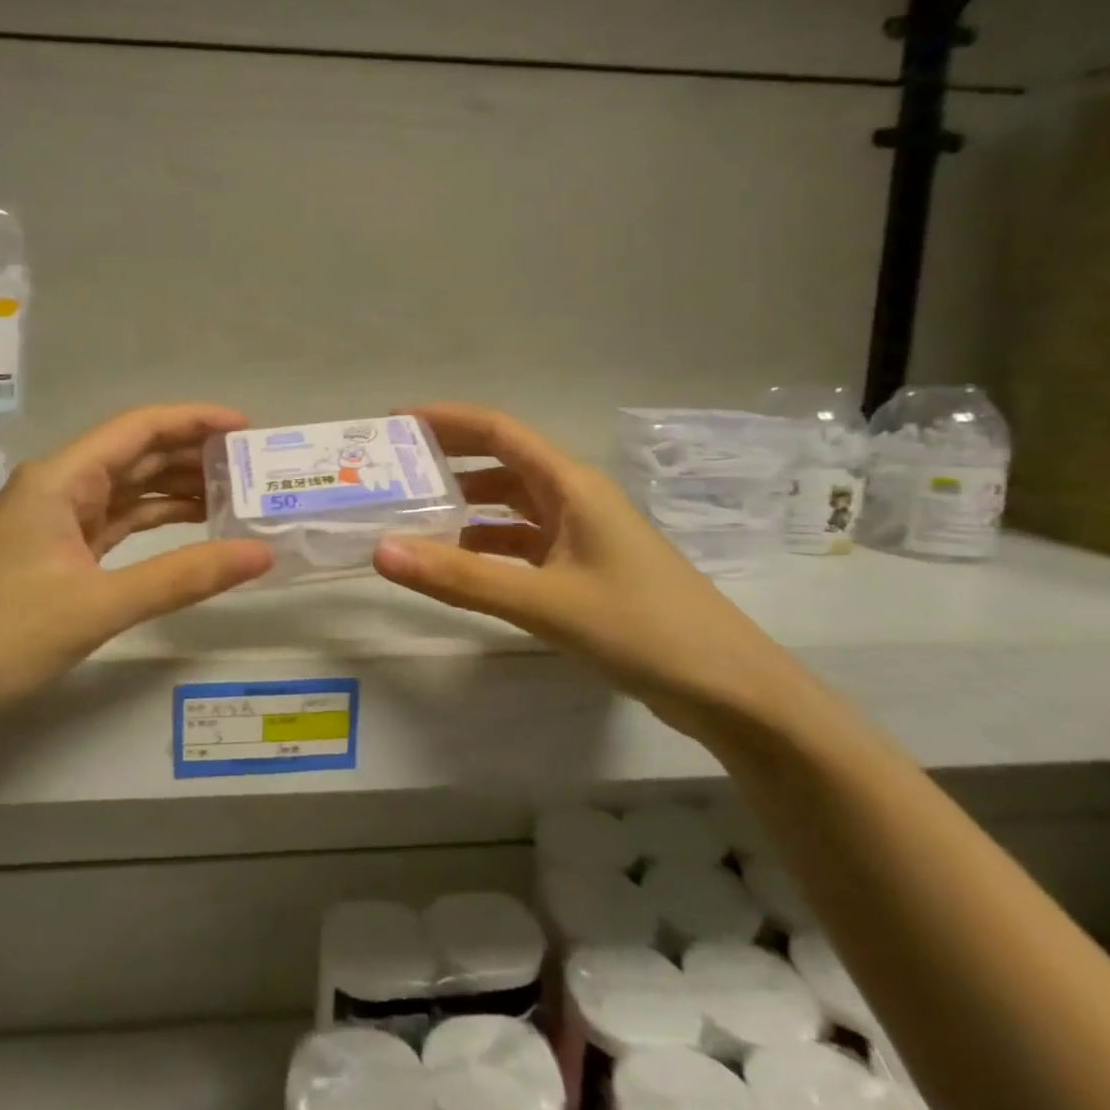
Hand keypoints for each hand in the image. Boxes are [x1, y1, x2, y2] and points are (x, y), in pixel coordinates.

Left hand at [0, 403, 273, 740]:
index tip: (248, 429)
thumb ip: (182, 577)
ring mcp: (59, 521)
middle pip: (140, 454)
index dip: (196, 420)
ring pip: (132, 490)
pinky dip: (160, 523)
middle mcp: (62, 487)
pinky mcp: (61, 553)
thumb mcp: (97, 605)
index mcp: (63, 478)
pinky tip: (196, 528)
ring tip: (239, 496)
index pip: (140, 428)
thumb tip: (262, 554)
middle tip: (255, 469)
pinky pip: (121, 523)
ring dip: (181, 489)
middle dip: (196, 455)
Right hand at [372, 403, 794, 733]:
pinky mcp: (585, 571)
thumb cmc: (641, 629)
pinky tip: (458, 565)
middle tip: (391, 473)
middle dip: (447, 462)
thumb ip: (461, 578)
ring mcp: (582, 536)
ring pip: (511, 508)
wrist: (728, 689)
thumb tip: (381, 550)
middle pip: (501, 464)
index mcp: (570, 484)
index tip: (393, 424)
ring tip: (411, 518)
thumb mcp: (544, 602)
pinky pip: (523, 546)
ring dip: (465, 508)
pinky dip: (487, 548)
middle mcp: (574, 499)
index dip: (445, 420)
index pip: (498, 431)